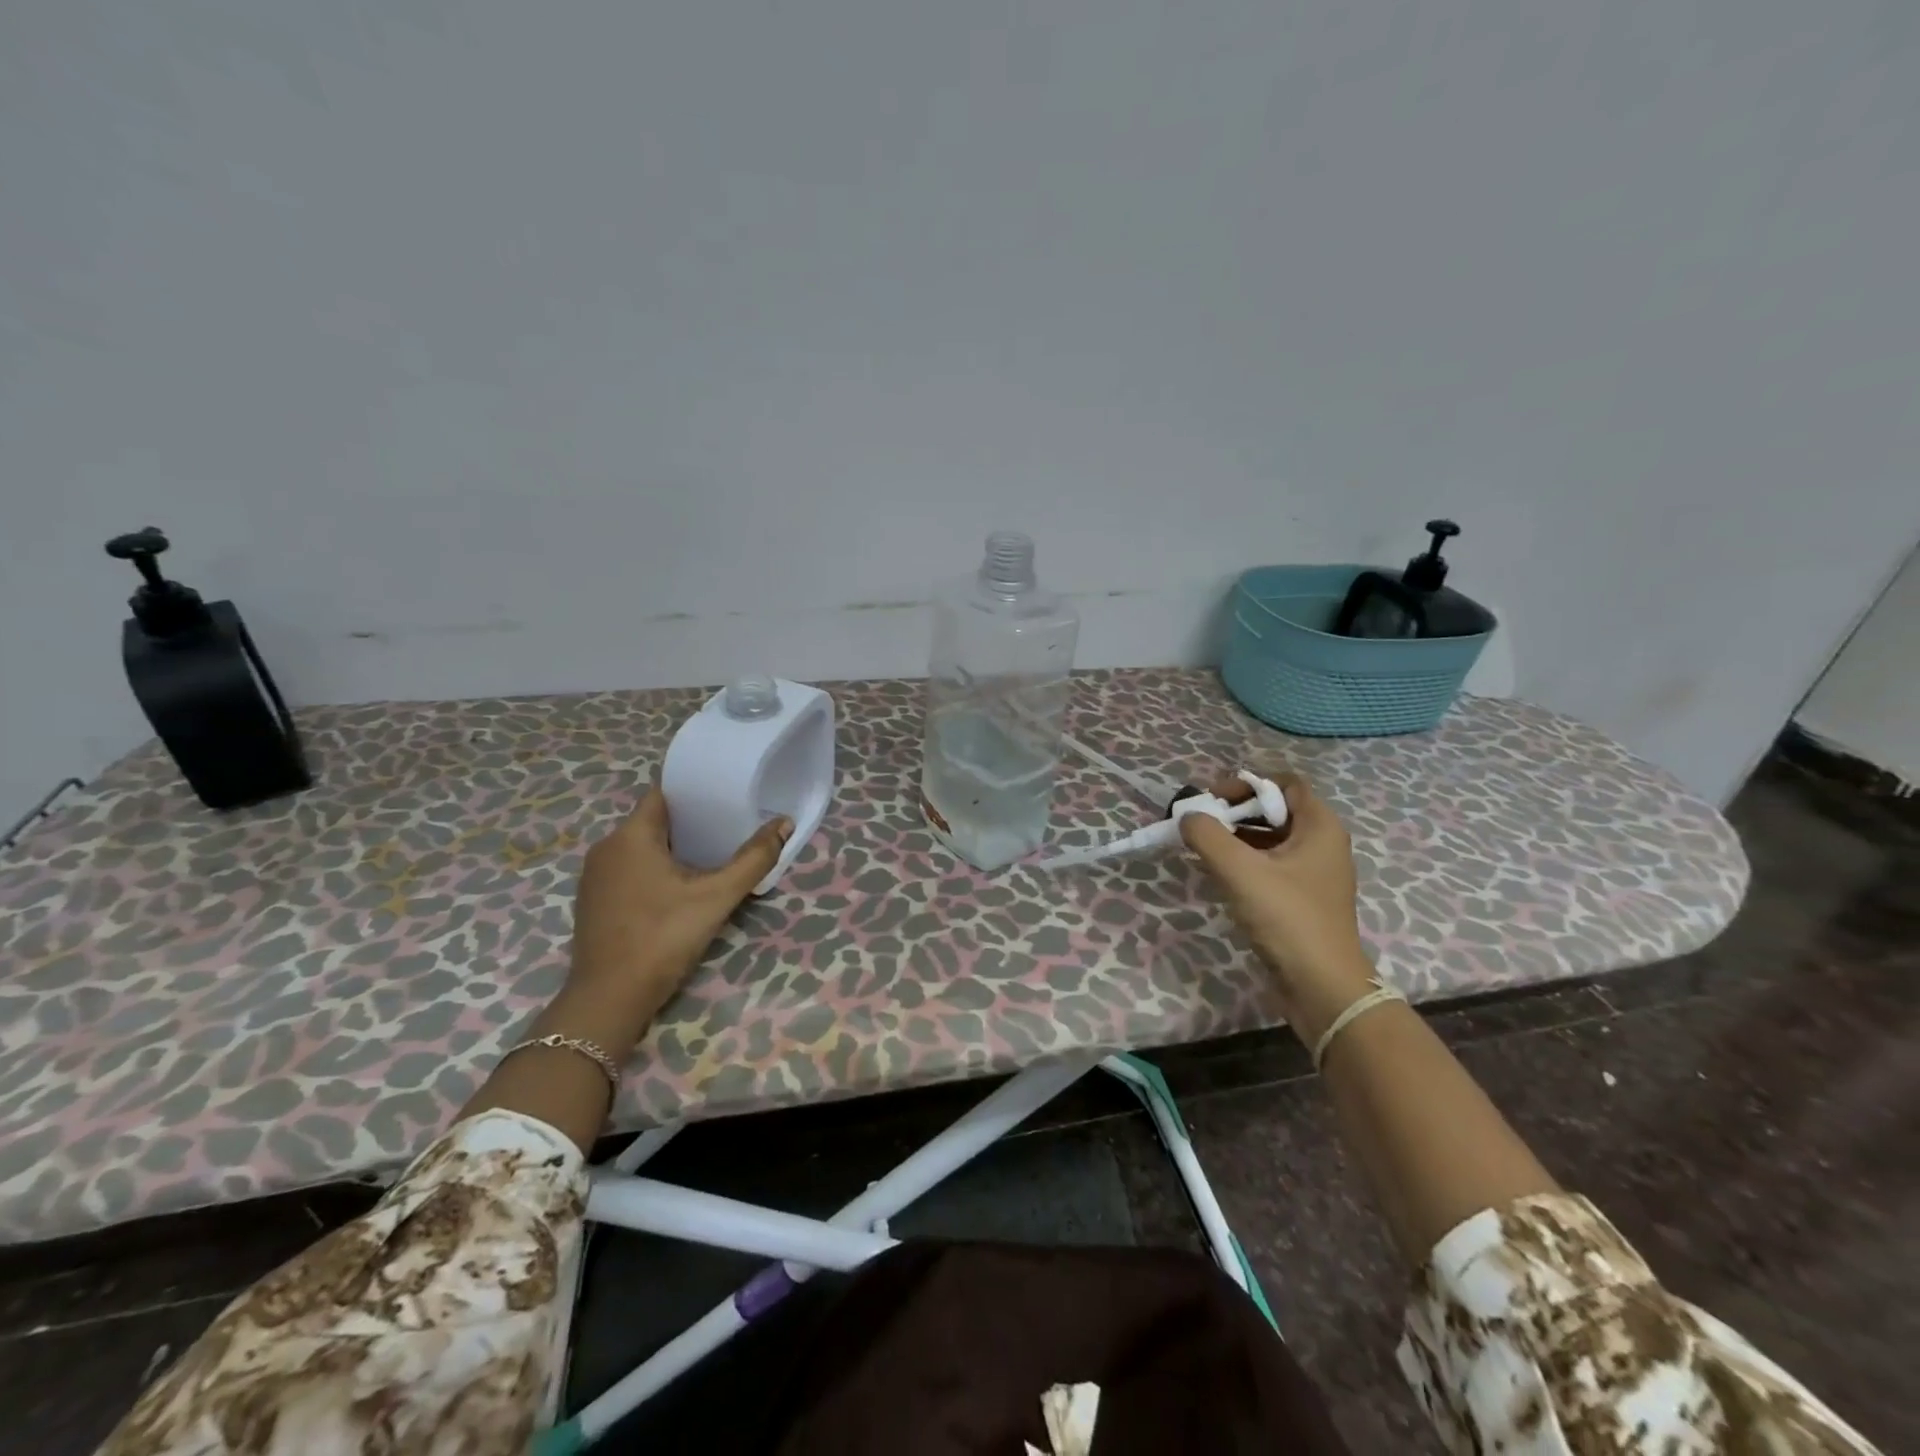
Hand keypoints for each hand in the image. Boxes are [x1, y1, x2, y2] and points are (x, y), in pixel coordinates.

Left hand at [557, 784, 790, 1053]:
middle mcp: (606, 848)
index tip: (723, 794)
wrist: (610, 998)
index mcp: (631, 836)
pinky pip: (628, 869)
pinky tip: (679, 886)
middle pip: (652, 820)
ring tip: (710, 853)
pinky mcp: (593, 901)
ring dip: (671, 848)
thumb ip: (753, 859)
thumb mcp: (717, 897)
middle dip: (689, 821)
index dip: (693, 791)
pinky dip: (653, 869)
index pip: (662, 793)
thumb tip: (784, 824)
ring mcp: (595, 876)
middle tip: (728, 826)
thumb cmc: (663, 937)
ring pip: (639, 847)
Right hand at [1180, 771, 1376, 1044]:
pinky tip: (1218, 872)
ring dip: (1236, 836)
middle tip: (1200, 822)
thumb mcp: (1241, 872)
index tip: (1212, 800)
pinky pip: (1270, 864)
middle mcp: (1321, 843)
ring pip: (1270, 838)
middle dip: (1235, 810)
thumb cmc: (1288, 919)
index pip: (1284, 783)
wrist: (1323, 988)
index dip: (1246, 784)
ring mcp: (1313, 873)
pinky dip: (1244, 860)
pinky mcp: (1302, 898)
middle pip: (1275, 809)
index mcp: (1320, 827)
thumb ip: (1208, 836)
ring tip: (1202, 845)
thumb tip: (1187, 815)